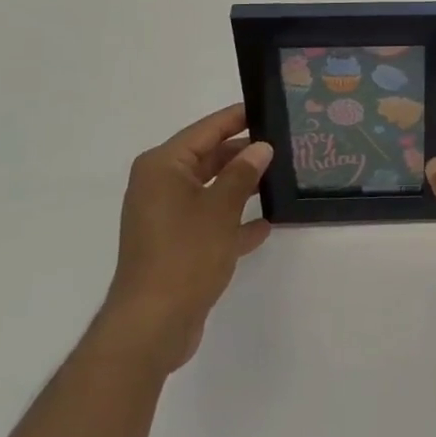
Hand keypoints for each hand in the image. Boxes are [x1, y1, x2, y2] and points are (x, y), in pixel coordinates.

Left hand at [106, 103, 271, 373]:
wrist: (151, 327)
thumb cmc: (184, 255)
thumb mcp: (221, 208)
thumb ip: (243, 173)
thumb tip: (260, 147)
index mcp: (163, 166)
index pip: (207, 129)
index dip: (238, 118)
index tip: (269, 108)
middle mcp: (160, 185)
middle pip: (209, 157)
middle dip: (244, 153)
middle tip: (284, 145)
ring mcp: (166, 217)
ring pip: (211, 189)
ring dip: (242, 186)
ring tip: (281, 178)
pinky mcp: (175, 245)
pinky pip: (209, 220)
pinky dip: (233, 219)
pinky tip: (266, 223)